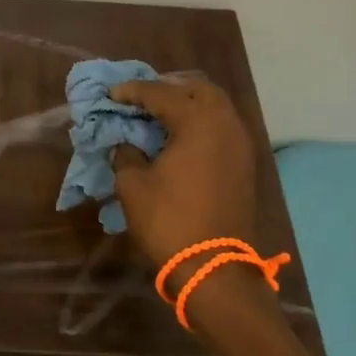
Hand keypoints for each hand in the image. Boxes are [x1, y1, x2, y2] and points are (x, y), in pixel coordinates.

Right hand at [109, 77, 258, 270]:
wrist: (214, 268)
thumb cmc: (169, 220)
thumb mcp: (133, 184)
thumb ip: (126, 153)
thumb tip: (127, 143)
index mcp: (199, 122)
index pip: (161, 93)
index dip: (132, 91)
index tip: (111, 94)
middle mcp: (226, 124)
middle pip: (198, 89)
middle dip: (169, 87)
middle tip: (142, 97)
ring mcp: (240, 144)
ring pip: (216, 106)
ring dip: (188, 104)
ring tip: (159, 114)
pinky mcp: (244, 164)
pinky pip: (222, 127)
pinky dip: (201, 123)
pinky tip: (179, 136)